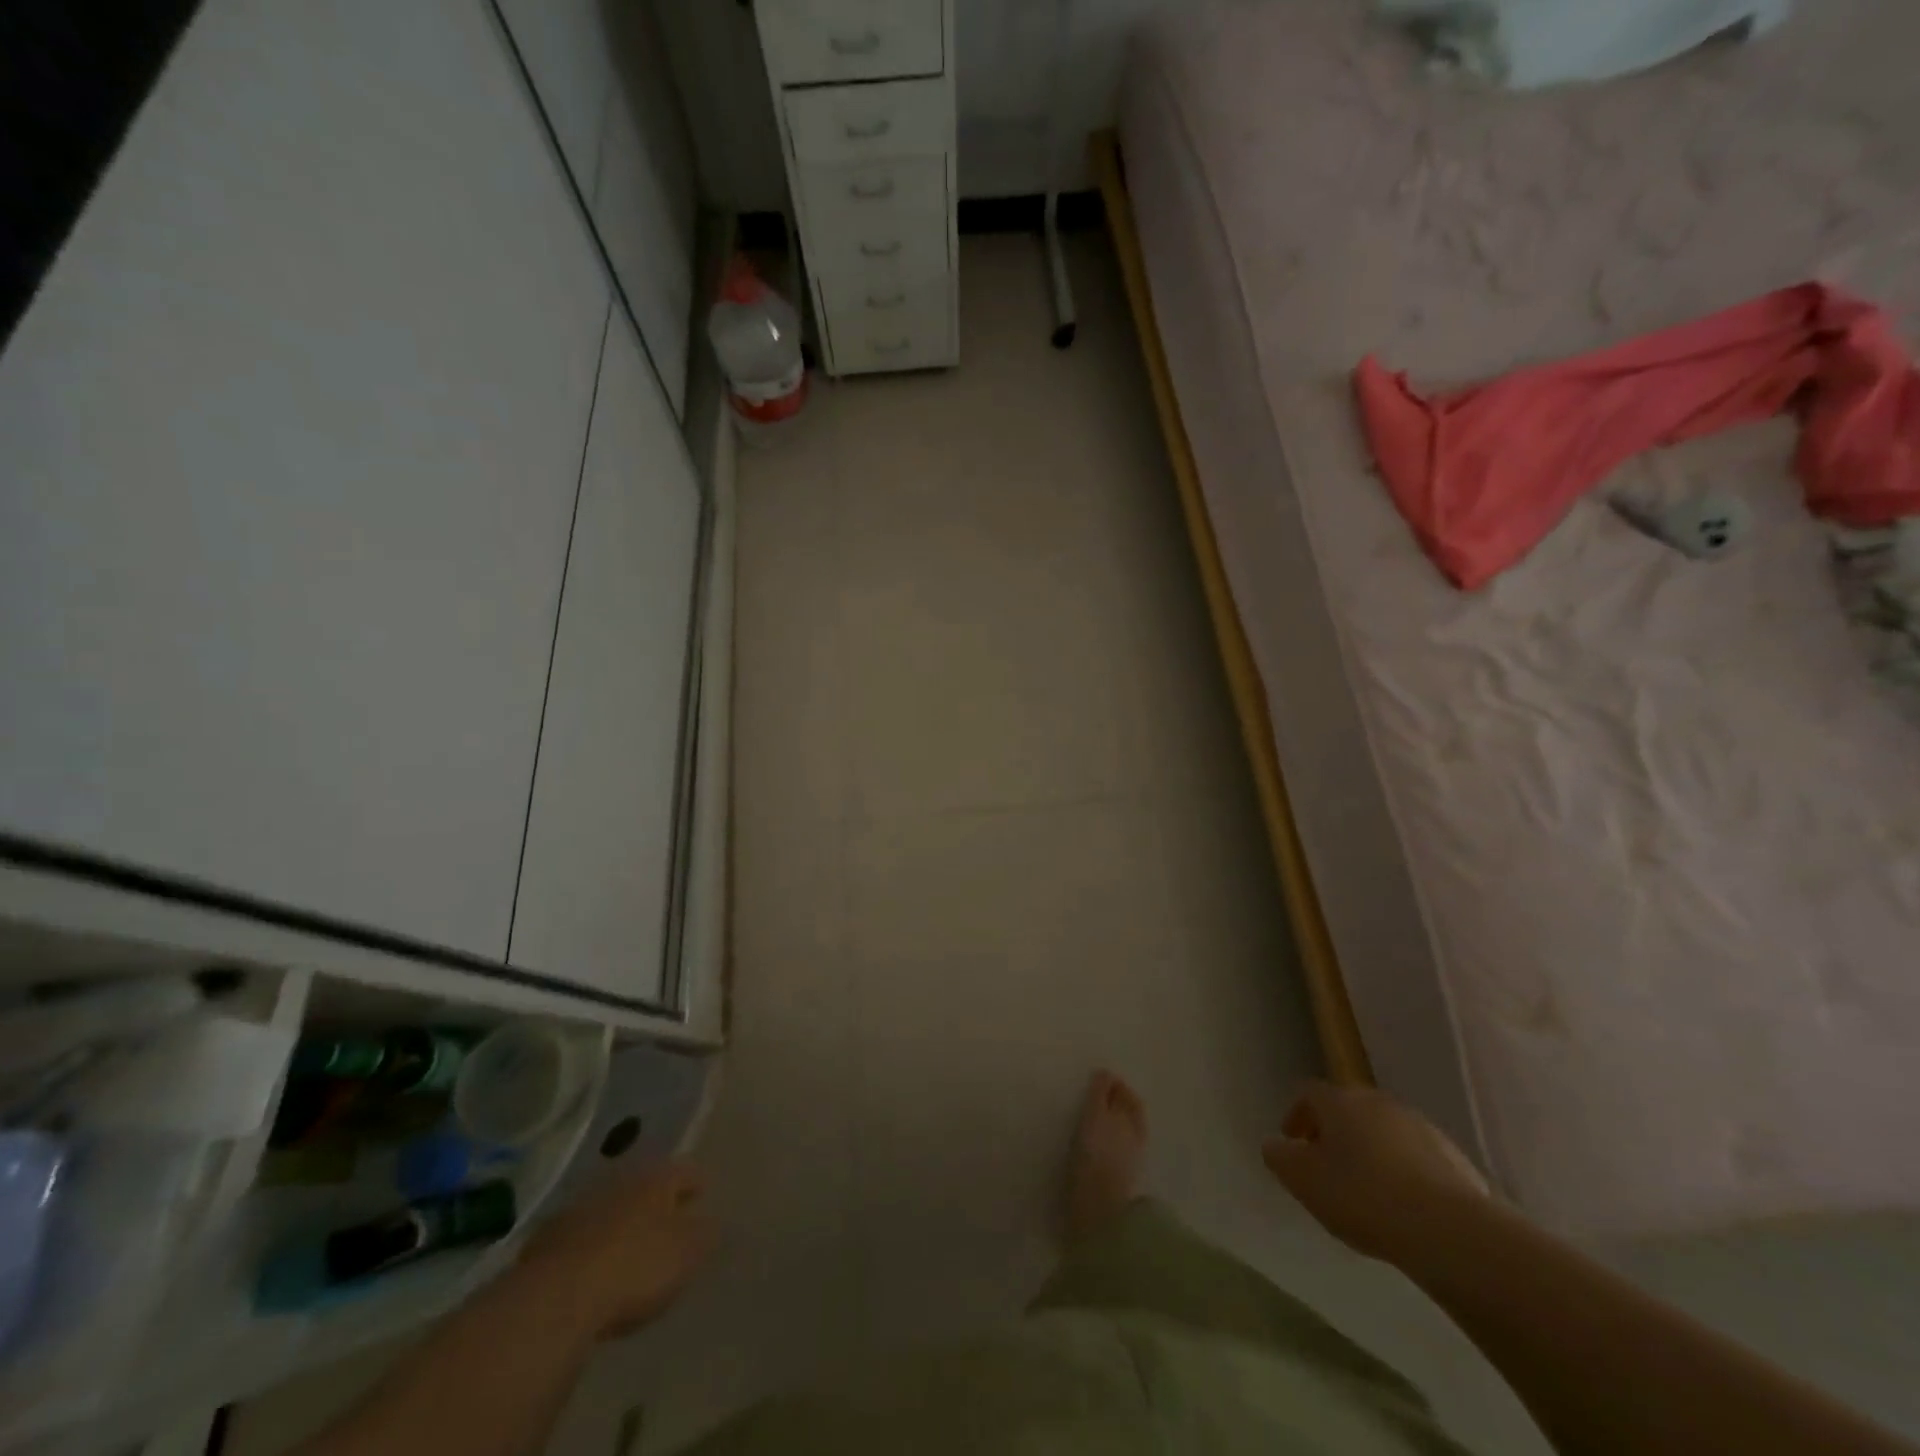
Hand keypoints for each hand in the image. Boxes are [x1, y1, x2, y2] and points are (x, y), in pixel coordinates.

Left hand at [519, 1161, 715, 1338]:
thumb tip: (715, 1222)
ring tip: (629, 1248)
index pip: (685, 1171)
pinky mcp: (546, 1242)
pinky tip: (592, 1271)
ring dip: (620, 1223)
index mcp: (656, 1178)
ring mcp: (579, 1209)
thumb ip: (706, 1234)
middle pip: (645, 1186)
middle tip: (668, 1220)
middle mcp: (619, 1182)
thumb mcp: (687, 1253)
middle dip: (656, 1201)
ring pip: (610, 1209)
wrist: (555, 1299)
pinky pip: (579, 1239)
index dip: (696, 1183)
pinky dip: (590, 1248)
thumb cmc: (635, 1267)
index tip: (703, 1194)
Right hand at [1262, 1081, 1490, 1263]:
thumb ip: (1280, 1158)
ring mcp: (1420, 1127)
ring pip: (1384, 1132)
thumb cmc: (1362, 1195)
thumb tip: (1275, 1145)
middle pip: (1349, 1109)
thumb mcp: (1303, 1180)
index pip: (1309, 1094)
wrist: (1448, 1229)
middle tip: (1327, 1166)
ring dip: (1371, 1152)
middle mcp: (1378, 1102)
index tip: (1293, 1143)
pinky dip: (1404, 1173)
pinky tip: (1404, 1207)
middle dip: (1335, 1133)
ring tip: (1367, 1191)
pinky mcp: (1454, 1158)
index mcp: (1340, 1100)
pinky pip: (1416, 1158)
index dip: (1297, 1116)